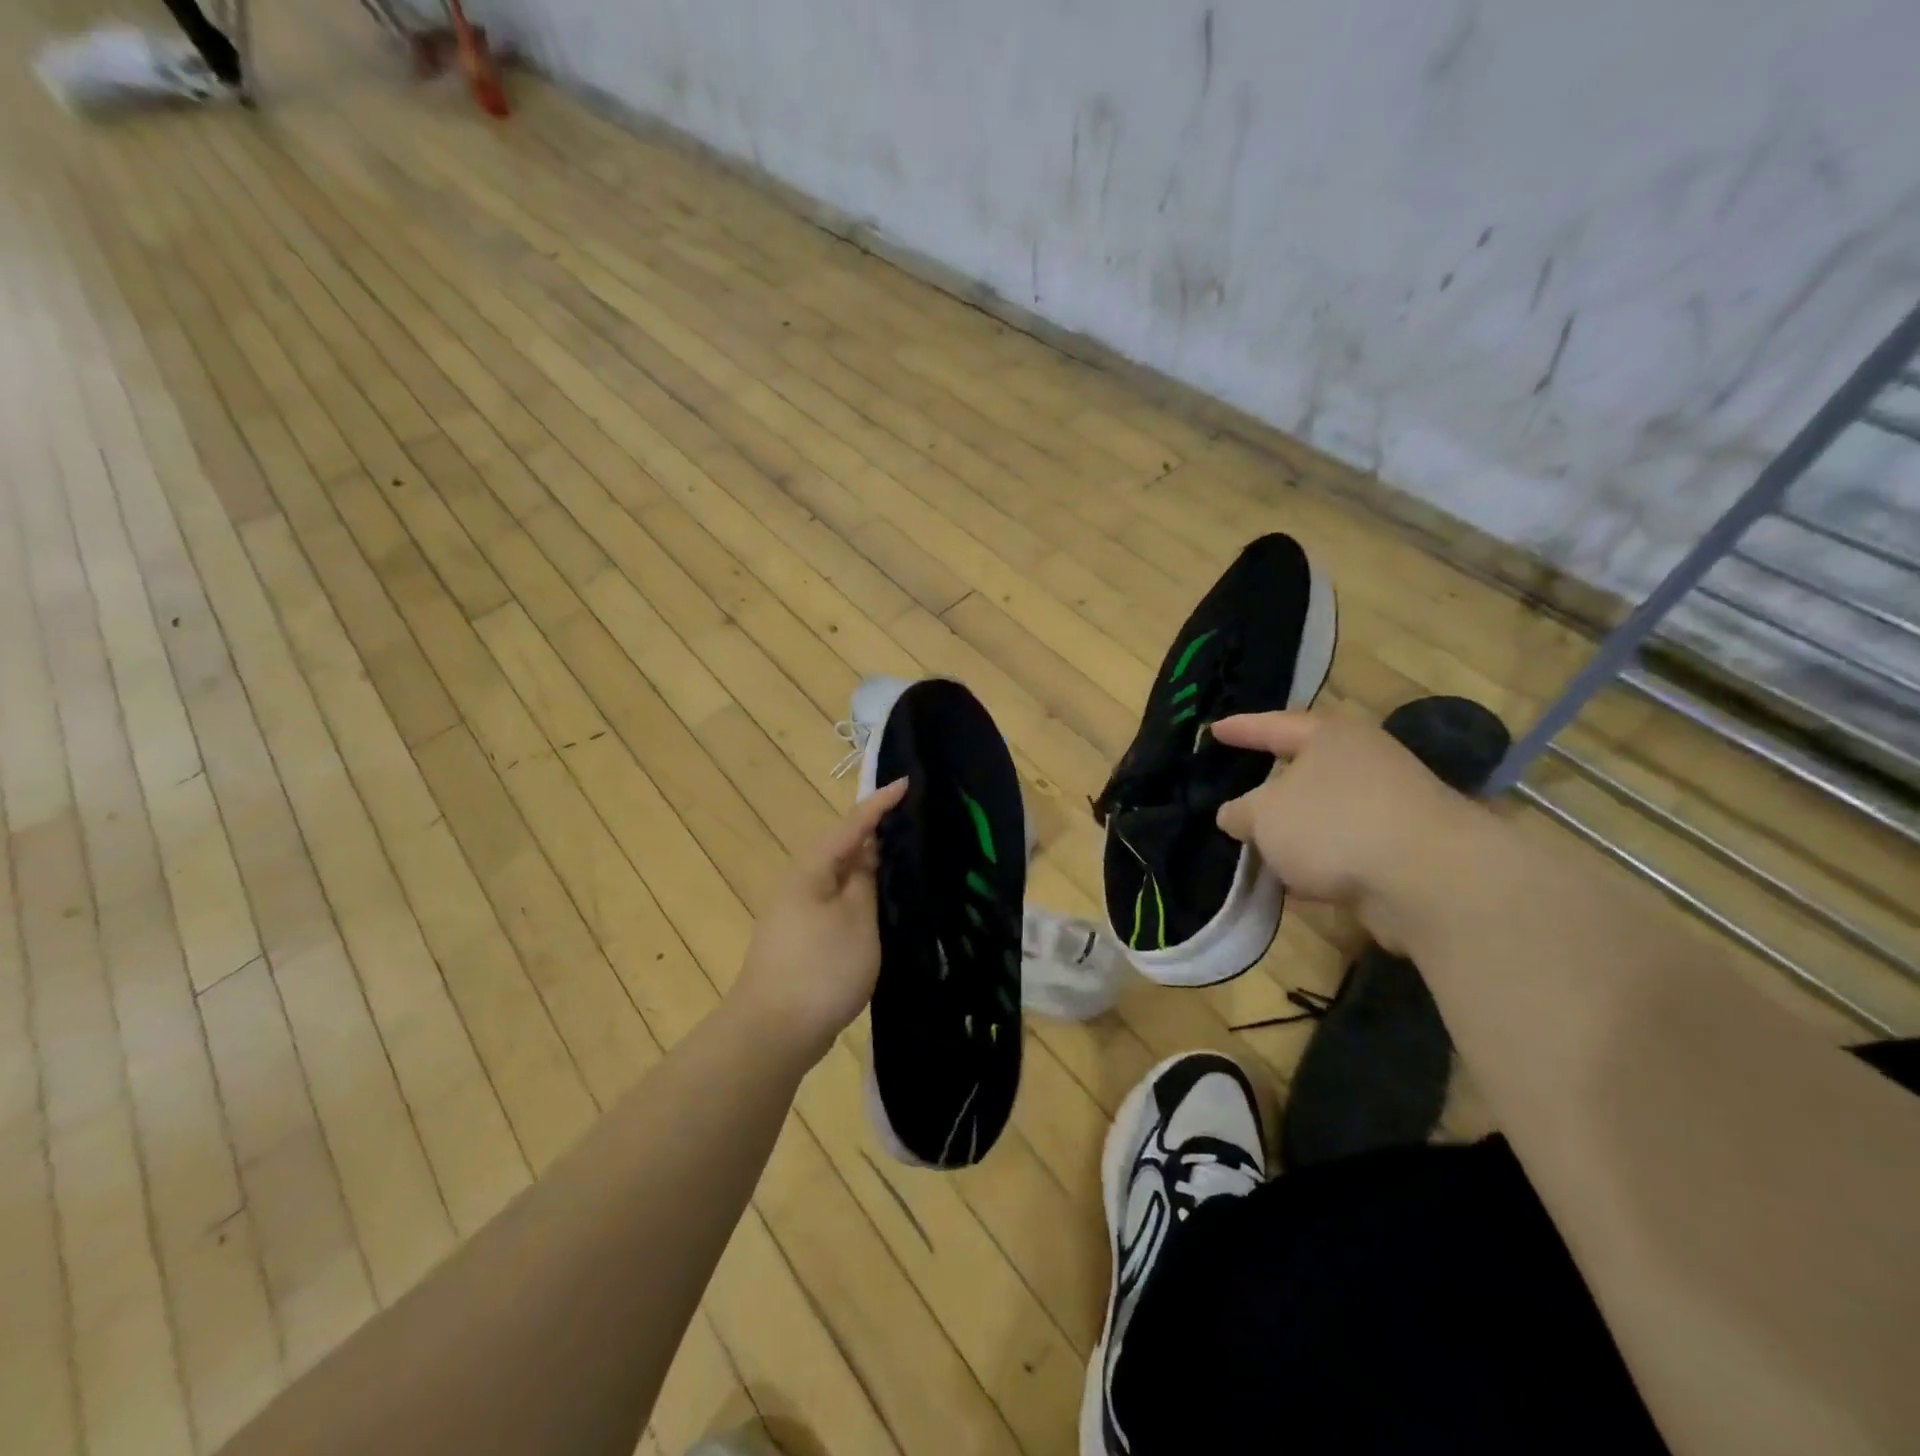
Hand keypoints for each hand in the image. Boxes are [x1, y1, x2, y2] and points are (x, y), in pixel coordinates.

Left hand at [730, 779, 907, 1066]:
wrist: (772, 1033)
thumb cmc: (820, 968)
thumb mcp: (857, 919)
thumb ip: (867, 881)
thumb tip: (870, 852)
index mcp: (812, 870)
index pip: (853, 824)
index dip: (880, 803)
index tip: (908, 782)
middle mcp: (802, 885)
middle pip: (845, 850)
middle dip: (879, 835)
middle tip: (918, 824)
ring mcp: (800, 916)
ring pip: (843, 881)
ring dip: (873, 871)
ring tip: (909, 863)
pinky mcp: (806, 943)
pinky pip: (839, 907)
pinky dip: (863, 900)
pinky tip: (885, 911)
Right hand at [1211, 709, 1485, 949]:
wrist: (1429, 880)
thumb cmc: (1333, 825)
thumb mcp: (1264, 815)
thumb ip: (1240, 812)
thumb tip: (1235, 816)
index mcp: (1330, 736)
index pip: (1273, 725)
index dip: (1240, 729)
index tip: (1213, 730)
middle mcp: (1363, 762)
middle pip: (1304, 770)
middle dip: (1269, 787)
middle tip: (1235, 792)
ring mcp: (1388, 806)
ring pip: (1323, 814)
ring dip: (1293, 833)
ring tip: (1256, 848)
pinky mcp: (1401, 849)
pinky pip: (1343, 850)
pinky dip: (1317, 863)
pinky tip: (1293, 885)